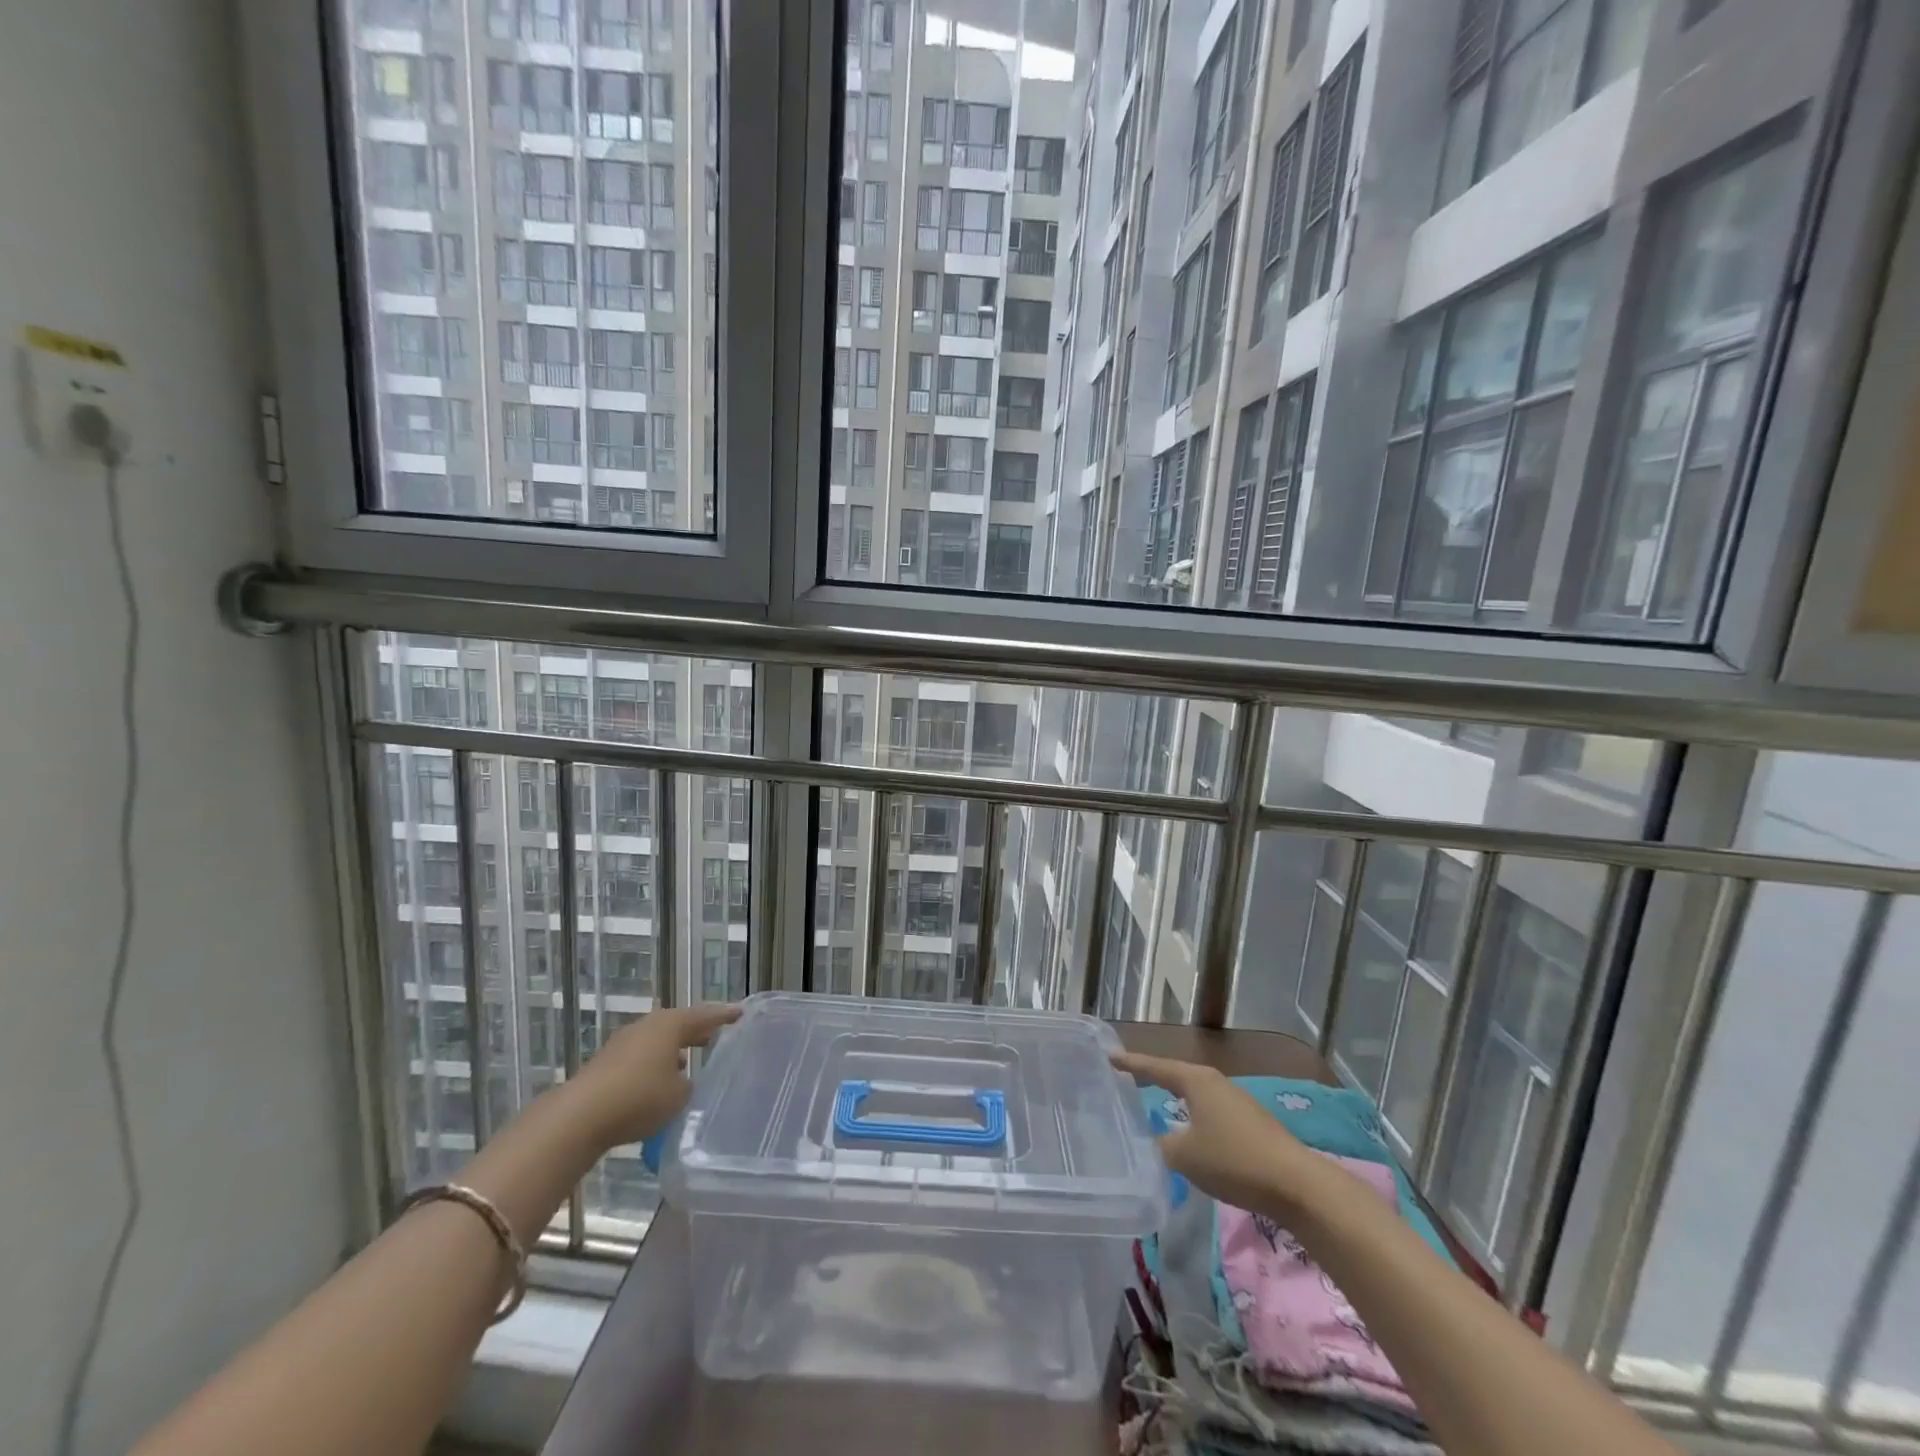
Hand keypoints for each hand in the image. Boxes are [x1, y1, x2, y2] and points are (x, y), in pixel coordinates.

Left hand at [570, 1003, 741, 1150]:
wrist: (580, 1117)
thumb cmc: (640, 1097)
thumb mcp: (679, 1095)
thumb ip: (688, 1084)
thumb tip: (682, 1081)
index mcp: (670, 1024)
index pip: (705, 1015)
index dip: (724, 1016)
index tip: (741, 1013)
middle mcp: (647, 1026)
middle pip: (679, 1024)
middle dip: (696, 1031)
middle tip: (715, 1036)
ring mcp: (623, 1043)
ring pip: (657, 1041)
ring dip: (673, 1049)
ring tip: (689, 1061)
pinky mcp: (606, 1064)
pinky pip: (641, 1057)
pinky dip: (654, 1064)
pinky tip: (659, 1082)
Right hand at [1113, 1051, 1331, 1214]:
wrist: (1296, 1184)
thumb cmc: (1233, 1160)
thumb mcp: (1185, 1156)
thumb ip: (1159, 1146)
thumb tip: (1148, 1142)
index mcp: (1196, 1081)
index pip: (1155, 1067)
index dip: (1131, 1063)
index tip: (1109, 1056)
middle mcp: (1214, 1082)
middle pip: (1175, 1076)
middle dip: (1152, 1077)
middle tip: (1126, 1079)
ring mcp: (1235, 1101)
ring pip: (1194, 1094)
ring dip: (1174, 1098)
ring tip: (1153, 1103)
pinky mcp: (1249, 1123)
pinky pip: (1209, 1111)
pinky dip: (1192, 1115)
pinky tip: (1188, 1131)